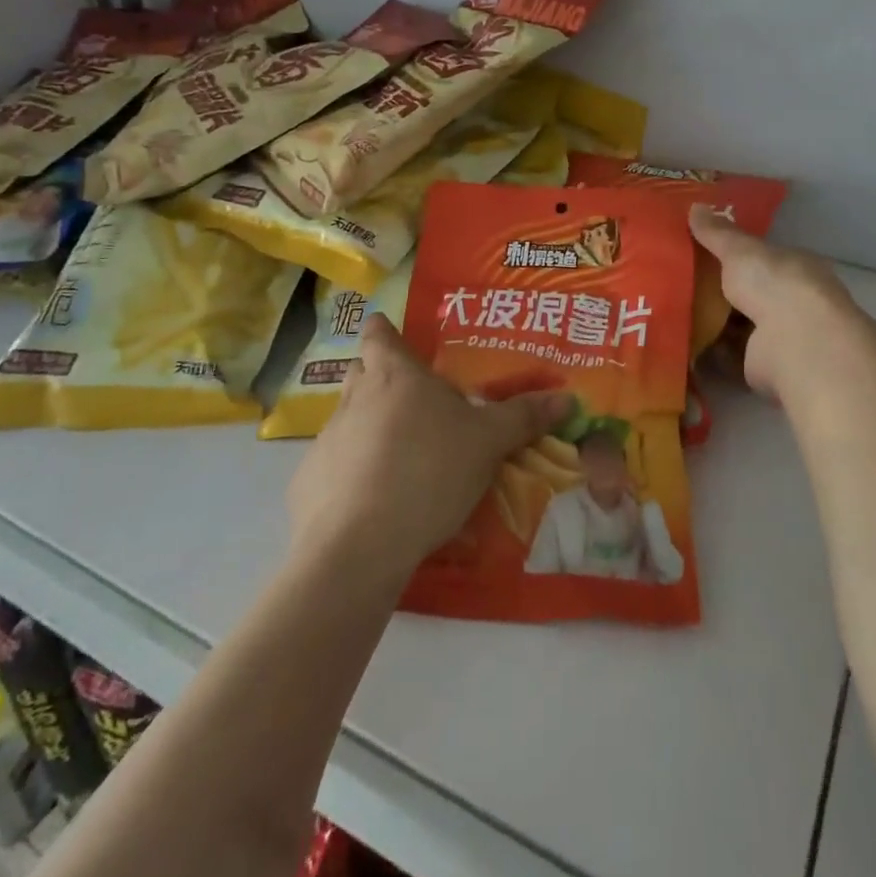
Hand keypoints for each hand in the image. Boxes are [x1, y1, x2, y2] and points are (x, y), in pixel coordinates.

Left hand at [287, 316, 570, 587]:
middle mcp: (354, 398)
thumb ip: (524, 417)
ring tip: (404, 458)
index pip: (377, 332)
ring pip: (349, 421)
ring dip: (371, 430)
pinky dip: (354, 474)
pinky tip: (377, 501)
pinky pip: (336, 467)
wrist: (359, 545)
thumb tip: (567, 398)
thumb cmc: (429, 470)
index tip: (397, 339)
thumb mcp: (488, 443)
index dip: (385, 331)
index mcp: (394, 375)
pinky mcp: (308, 484)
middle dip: (381, 379)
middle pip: (360, 372)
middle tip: (414, 400)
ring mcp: (327, 441)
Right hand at [689, 205, 861, 403]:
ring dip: (711, 322)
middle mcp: (792, 301)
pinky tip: (681, 342)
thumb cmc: (775, 283)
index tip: (699, 251)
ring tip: (671, 312)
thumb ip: (717, 233)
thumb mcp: (740, 249)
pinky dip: (708, 352)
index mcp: (794, 268)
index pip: (762, 258)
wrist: (796, 342)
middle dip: (717, 290)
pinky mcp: (763, 366)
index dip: (733, 255)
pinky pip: (729, 356)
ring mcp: (780, 336)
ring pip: (738, 325)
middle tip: (677, 281)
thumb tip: (694, 206)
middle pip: (748, 293)